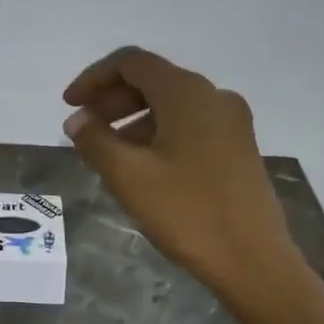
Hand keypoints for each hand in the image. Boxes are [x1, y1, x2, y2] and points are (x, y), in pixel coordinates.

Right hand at [63, 47, 303, 311]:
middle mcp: (214, 97)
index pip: (132, 62)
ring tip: (106, 152)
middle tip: (83, 128)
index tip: (69, 106)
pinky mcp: (238, 148)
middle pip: (153, 80)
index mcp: (188, 93)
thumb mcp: (128, 176)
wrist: (253, 261)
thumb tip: (77, 120)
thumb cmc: (187, 213)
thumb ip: (95, 140)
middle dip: (111, 99)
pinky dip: (157, 133)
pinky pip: (188, 125)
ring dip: (132, 119)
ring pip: (170, 105)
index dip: (94, 78)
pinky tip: (140, 166)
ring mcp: (231, 123)